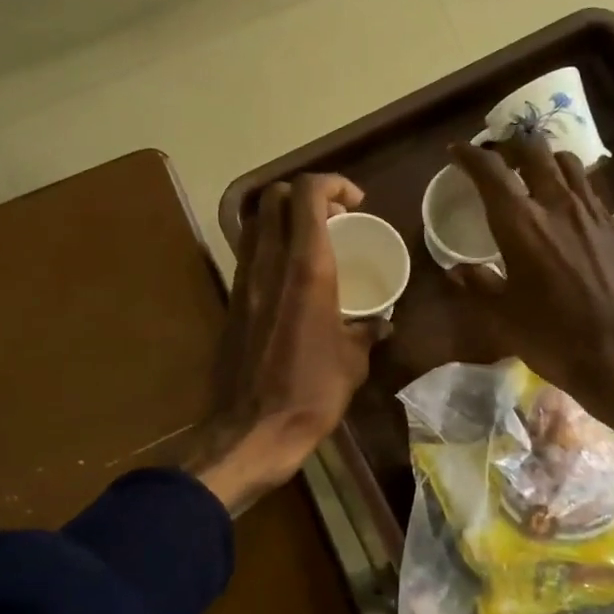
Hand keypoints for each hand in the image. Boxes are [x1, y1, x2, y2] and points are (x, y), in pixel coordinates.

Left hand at [189, 175, 388, 514]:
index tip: (356, 203)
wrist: (252, 430)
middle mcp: (269, 264)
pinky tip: (290, 277)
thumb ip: (367, 332)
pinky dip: (269, 246)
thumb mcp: (353, 362)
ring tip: (312, 242)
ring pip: (255, 222)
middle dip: (306, 194)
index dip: (333, 183)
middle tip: (334, 218)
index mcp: (306, 270)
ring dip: (283, 218)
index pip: (307, 194)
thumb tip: (381, 323)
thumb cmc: (311, 393)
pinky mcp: (232, 301)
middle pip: (274, 196)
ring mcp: (244, 281)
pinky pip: (248, 253)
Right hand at [446, 134, 613, 490]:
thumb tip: (457, 270)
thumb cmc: (553, 338)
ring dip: (545, 159)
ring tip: (533, 171)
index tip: (456, 151)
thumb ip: (478, 285)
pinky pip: (591, 189)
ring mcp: (593, 213)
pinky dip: (571, 184)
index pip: (490, 171)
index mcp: (521, 224)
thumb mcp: (502, 316)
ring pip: (568, 163)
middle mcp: (557, 205)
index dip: (469, 155)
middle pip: (534, 152)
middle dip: (511, 145)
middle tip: (497, 154)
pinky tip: (566, 205)